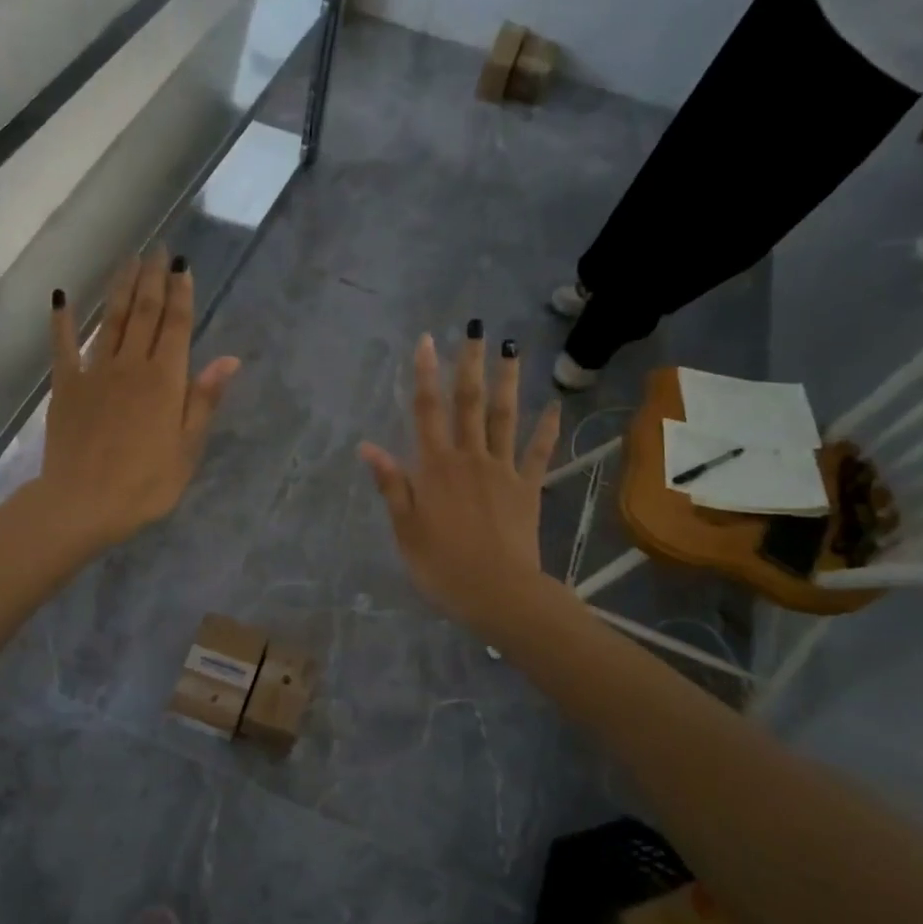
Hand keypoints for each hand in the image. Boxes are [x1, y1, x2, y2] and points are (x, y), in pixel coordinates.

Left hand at [38, 250, 239, 550]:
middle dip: (152, 279)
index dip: (181, 293)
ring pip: (111, 320)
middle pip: (145, 313)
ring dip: (120, 288)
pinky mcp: (66, 386)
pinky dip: (63, 321)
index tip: (182, 264)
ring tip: (128, 260)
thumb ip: (203, 400)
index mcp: (165, 380)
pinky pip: (64, 346)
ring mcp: (95, 372)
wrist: (83, 503)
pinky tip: (62, 297)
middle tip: (157, 249)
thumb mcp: (187, 448)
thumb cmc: (145, 484)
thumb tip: (228, 359)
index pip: (177, 325)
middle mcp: (131, 365)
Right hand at [359, 331, 560, 637]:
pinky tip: (554, 406)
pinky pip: (537, 453)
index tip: (427, 342)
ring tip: (511, 349)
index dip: (425, 375)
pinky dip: (546, 429)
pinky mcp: (528, 488)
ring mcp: (503, 470)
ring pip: (504, 418)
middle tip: (475, 330)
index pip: (427, 411)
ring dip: (507, 382)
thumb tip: (368, 446)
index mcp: (435, 467)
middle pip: (469, 403)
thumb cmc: (442, 566)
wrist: (499, 593)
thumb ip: (392, 484)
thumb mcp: (405, 529)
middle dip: (469, 365)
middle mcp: (470, 458)